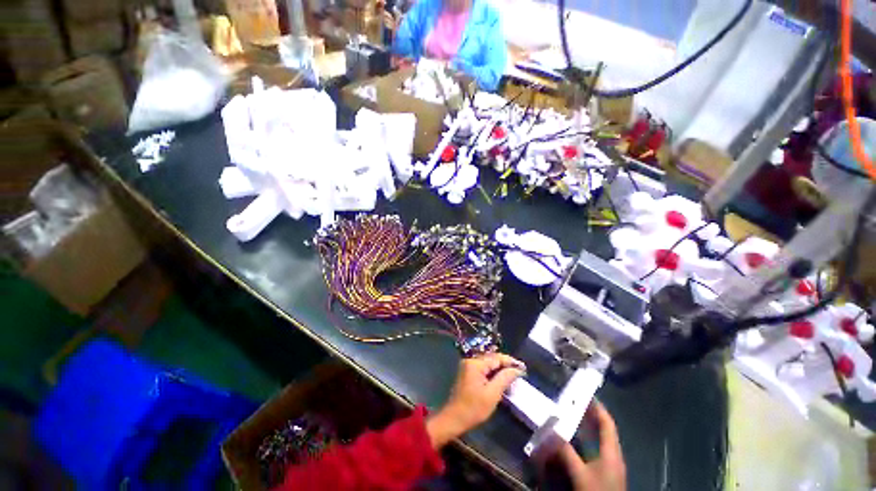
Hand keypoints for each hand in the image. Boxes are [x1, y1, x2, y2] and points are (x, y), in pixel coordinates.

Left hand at [426, 353, 524, 448]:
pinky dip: (493, 373)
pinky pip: (483, 369)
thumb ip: (504, 378)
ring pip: (488, 364)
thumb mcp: (492, 394)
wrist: (454, 419)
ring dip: (500, 369)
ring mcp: (468, 367)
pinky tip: (501, 380)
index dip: (510, 361)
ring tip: (513, 375)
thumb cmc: (473, 408)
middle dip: (506, 365)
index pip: (496, 358)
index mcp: (475, 363)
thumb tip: (516, 369)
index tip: (524, 367)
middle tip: (520, 371)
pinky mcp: (467, 373)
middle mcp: (471, 361)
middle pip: (492, 359)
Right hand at [545, 401, 625, 490]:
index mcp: (612, 451)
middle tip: (577, 402)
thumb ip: (566, 452)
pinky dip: (590, 440)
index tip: (587, 394)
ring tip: (576, 416)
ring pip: (603, 440)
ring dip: (591, 427)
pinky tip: (579, 441)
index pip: (608, 424)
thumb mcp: (580, 473)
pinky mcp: (607, 472)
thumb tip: (552, 432)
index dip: (599, 408)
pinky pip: (599, 449)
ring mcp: (612, 464)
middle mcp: (614, 455)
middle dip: (593, 415)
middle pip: (606, 430)